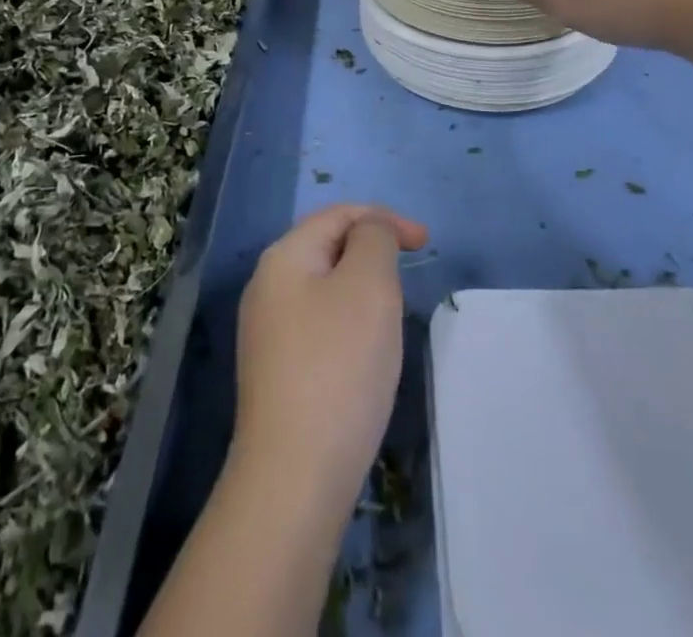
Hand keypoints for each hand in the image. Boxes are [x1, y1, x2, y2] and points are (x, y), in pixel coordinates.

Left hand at [233, 204, 427, 500]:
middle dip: (372, 253)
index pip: (338, 214)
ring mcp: (266, 332)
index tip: (426, 243)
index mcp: (284, 257)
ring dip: (362, 290)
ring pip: (325, 288)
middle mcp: (266, 287)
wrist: (294, 477)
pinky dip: (349, 324)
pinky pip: (319, 326)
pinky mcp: (275, 372)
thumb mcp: (369, 284)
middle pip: (328, 247)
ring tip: (392, 316)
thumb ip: (374, 239)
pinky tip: (365, 356)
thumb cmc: (339, 365)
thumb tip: (369, 231)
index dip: (385, 219)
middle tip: (408, 279)